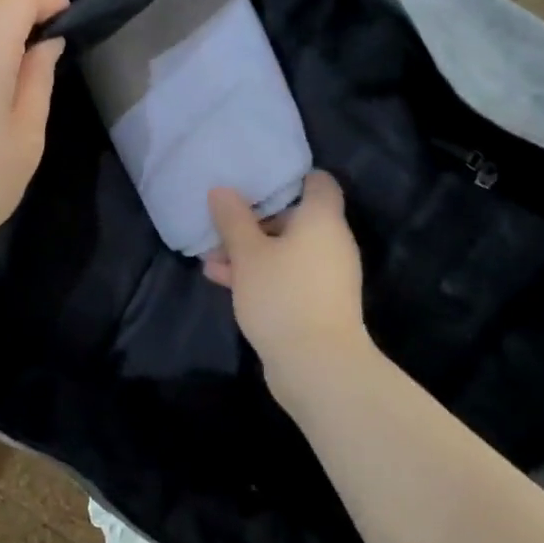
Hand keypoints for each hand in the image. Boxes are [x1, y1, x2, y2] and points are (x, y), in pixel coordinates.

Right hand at [204, 172, 370, 378]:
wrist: (317, 365)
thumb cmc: (283, 295)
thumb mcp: (248, 254)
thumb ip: (233, 219)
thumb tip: (222, 190)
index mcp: (322, 219)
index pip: (318, 182)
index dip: (290, 177)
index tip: (256, 180)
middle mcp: (332, 242)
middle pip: (295, 217)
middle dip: (255, 220)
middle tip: (221, 223)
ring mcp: (327, 275)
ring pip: (286, 250)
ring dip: (251, 251)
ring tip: (211, 256)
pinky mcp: (318, 302)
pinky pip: (288, 275)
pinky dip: (261, 273)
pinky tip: (222, 279)